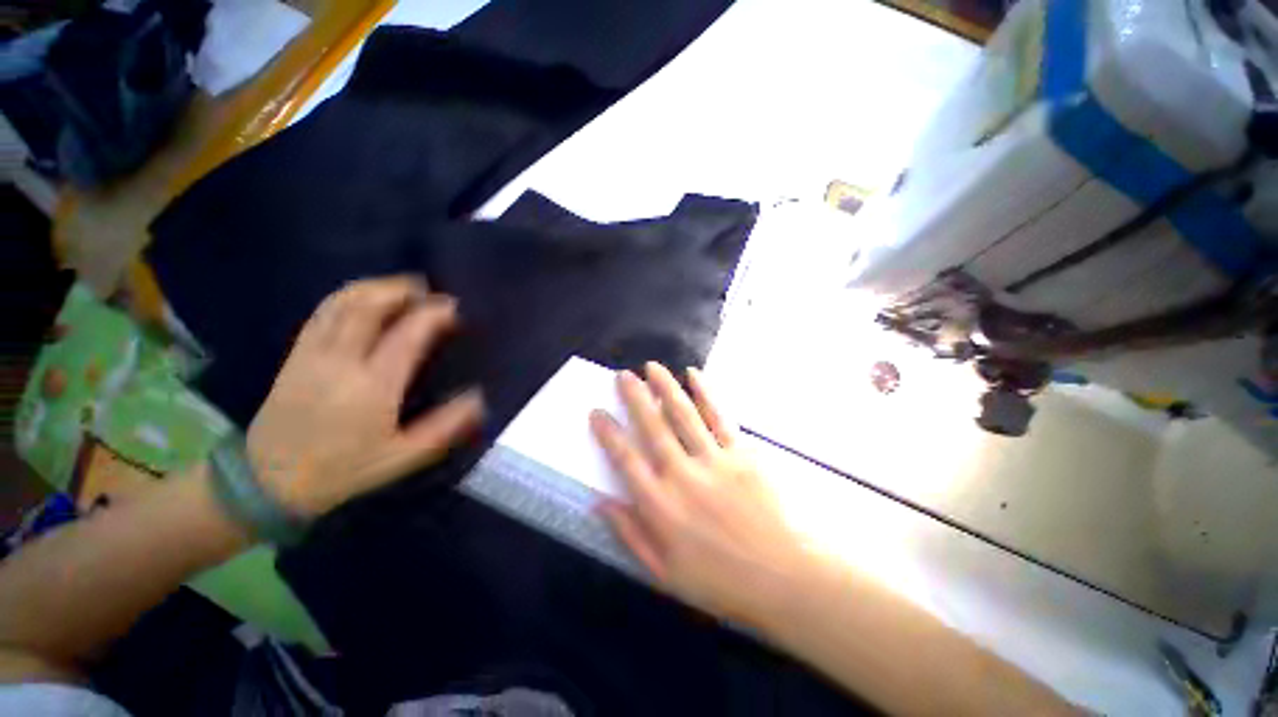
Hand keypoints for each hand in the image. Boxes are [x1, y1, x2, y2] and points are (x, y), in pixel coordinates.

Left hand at [247, 276, 483, 516]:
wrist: (269, 481)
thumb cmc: (344, 469)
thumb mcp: (403, 456)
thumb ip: (445, 427)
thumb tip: (478, 399)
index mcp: (373, 386)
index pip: (407, 335)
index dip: (432, 314)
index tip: (453, 307)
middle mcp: (341, 361)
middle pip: (368, 307)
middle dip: (401, 290)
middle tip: (427, 289)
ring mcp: (313, 354)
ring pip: (341, 304)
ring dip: (373, 287)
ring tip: (399, 287)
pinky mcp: (296, 355)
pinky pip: (322, 313)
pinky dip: (346, 297)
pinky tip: (362, 299)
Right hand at [590, 363, 810, 626]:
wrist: (781, 577)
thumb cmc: (719, 581)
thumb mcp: (664, 572)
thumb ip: (630, 533)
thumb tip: (600, 503)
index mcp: (660, 505)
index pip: (625, 459)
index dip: (608, 433)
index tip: (597, 411)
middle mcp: (682, 474)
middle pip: (653, 426)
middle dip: (635, 397)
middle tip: (623, 375)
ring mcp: (713, 459)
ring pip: (683, 414)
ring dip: (666, 386)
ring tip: (652, 367)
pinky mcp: (740, 453)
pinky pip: (718, 415)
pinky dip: (704, 392)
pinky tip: (694, 375)